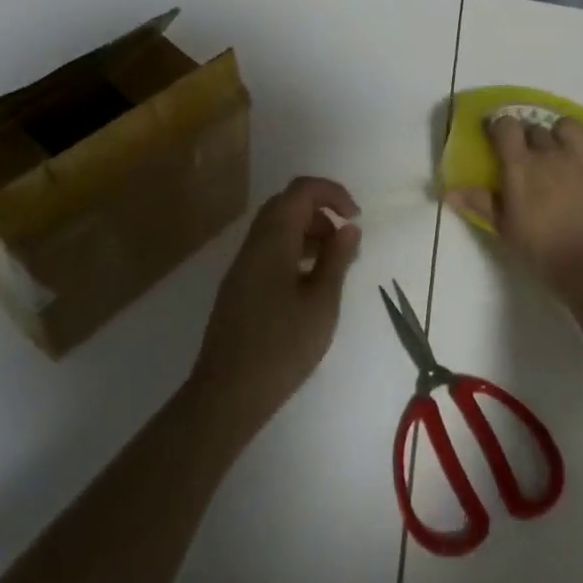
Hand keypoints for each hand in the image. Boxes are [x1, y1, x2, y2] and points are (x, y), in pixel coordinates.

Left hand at [191, 176, 362, 436]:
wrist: (227, 393)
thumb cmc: (282, 346)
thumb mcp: (321, 303)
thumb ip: (337, 259)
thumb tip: (348, 227)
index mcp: (273, 238)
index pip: (301, 190)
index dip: (332, 193)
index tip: (355, 217)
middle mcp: (254, 243)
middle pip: (287, 204)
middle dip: (321, 211)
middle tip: (345, 240)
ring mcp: (243, 264)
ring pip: (277, 227)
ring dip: (308, 232)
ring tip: (333, 264)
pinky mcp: (239, 285)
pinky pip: (269, 249)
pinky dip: (293, 250)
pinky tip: (309, 283)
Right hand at [446, 116, 582, 297]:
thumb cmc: (545, 252)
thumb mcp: (506, 229)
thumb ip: (480, 203)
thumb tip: (448, 190)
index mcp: (520, 165)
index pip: (505, 127)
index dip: (500, 126)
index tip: (497, 134)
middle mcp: (550, 152)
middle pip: (535, 128)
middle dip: (530, 136)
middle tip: (529, 156)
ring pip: (568, 125)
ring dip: (562, 132)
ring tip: (562, 148)